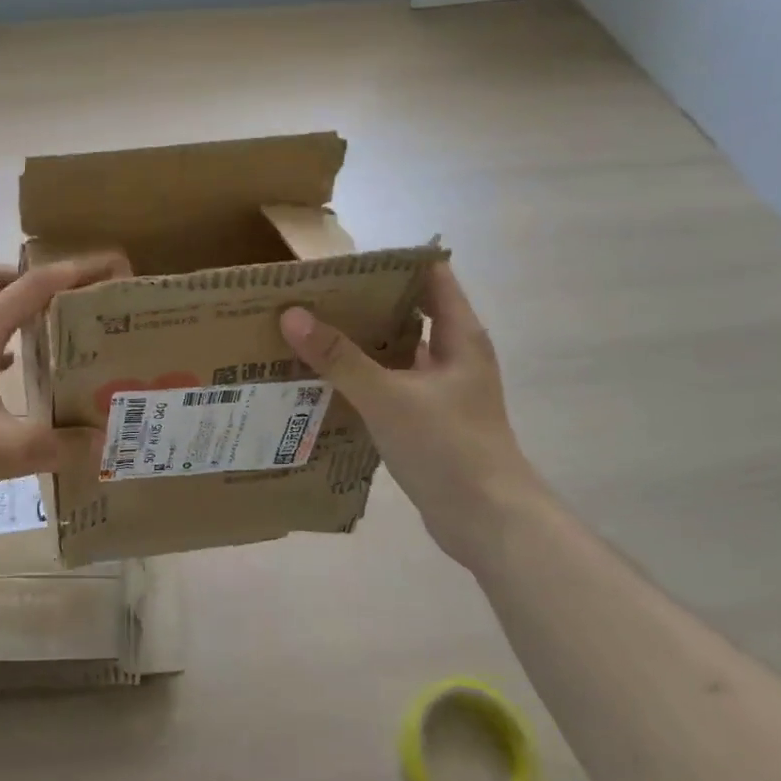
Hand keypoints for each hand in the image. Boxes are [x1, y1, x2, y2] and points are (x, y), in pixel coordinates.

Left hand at [0, 258, 120, 509]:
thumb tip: (100, 441)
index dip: (76, 271)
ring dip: (8, 307)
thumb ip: (55, 445)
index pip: (35, 285)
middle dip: (31, 279)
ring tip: (43, 335)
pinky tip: (5, 371)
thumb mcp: (2, 451)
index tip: (111, 264)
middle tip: (64, 304)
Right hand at [278, 261, 544, 568]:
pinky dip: (362, 379)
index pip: (430, 276)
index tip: (345, 258)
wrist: (489, 523)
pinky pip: (390, 386)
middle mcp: (454, 356)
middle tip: (314, 294)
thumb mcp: (388, 397)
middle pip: (408, 312)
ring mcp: (442, 391)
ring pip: (396, 352)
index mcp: (460, 336)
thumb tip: (292, 315)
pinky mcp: (428, 421)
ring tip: (310, 331)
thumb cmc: (448, 447)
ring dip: (360, 343)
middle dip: (364, 302)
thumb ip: (340, 357)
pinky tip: (325, 380)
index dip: (392, 262)